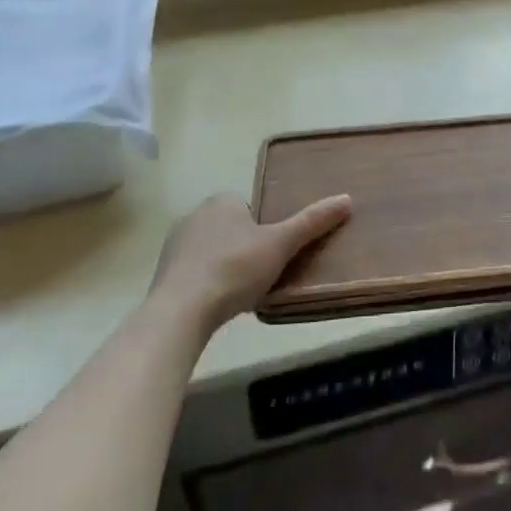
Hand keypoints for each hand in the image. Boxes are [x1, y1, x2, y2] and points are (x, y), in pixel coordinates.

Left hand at [150, 192, 351, 333]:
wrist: (181, 311)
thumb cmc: (235, 269)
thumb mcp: (281, 244)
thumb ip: (312, 222)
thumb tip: (347, 198)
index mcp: (221, 201)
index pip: (251, 207)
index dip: (265, 228)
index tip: (276, 252)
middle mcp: (194, 215)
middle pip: (232, 228)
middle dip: (246, 247)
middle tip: (264, 273)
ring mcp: (175, 245)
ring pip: (212, 250)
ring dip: (226, 266)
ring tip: (243, 292)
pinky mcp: (163, 274)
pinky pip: (195, 272)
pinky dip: (207, 283)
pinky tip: (219, 303)